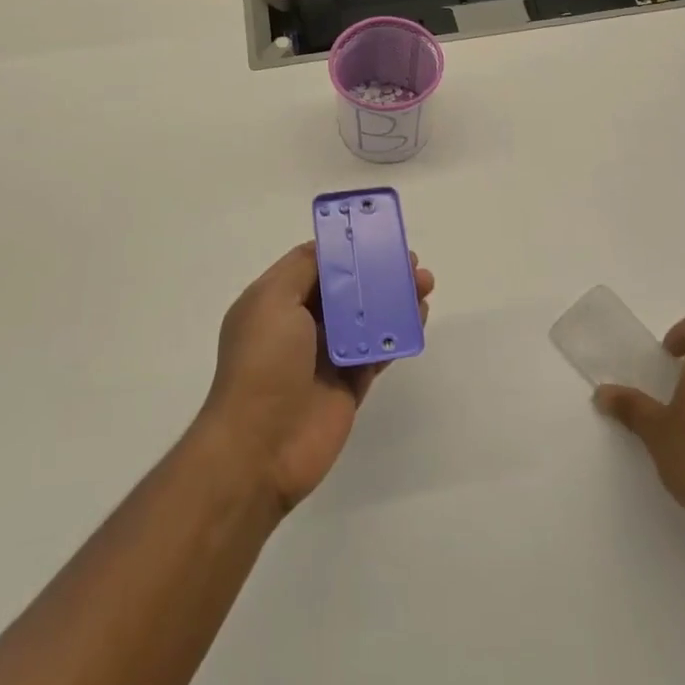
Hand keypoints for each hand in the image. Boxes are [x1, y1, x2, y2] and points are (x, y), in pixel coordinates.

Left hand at [200, 243, 432, 514]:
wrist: (260, 448)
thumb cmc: (263, 364)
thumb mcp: (272, 300)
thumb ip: (303, 268)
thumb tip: (330, 249)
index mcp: (276, 301)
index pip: (316, 264)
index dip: (347, 249)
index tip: (378, 235)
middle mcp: (301, 325)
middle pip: (347, 289)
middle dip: (378, 271)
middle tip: (411, 261)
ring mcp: (327, 356)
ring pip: (367, 317)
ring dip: (394, 298)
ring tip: (424, 283)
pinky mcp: (349, 384)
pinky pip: (378, 351)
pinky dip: (399, 332)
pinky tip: (419, 316)